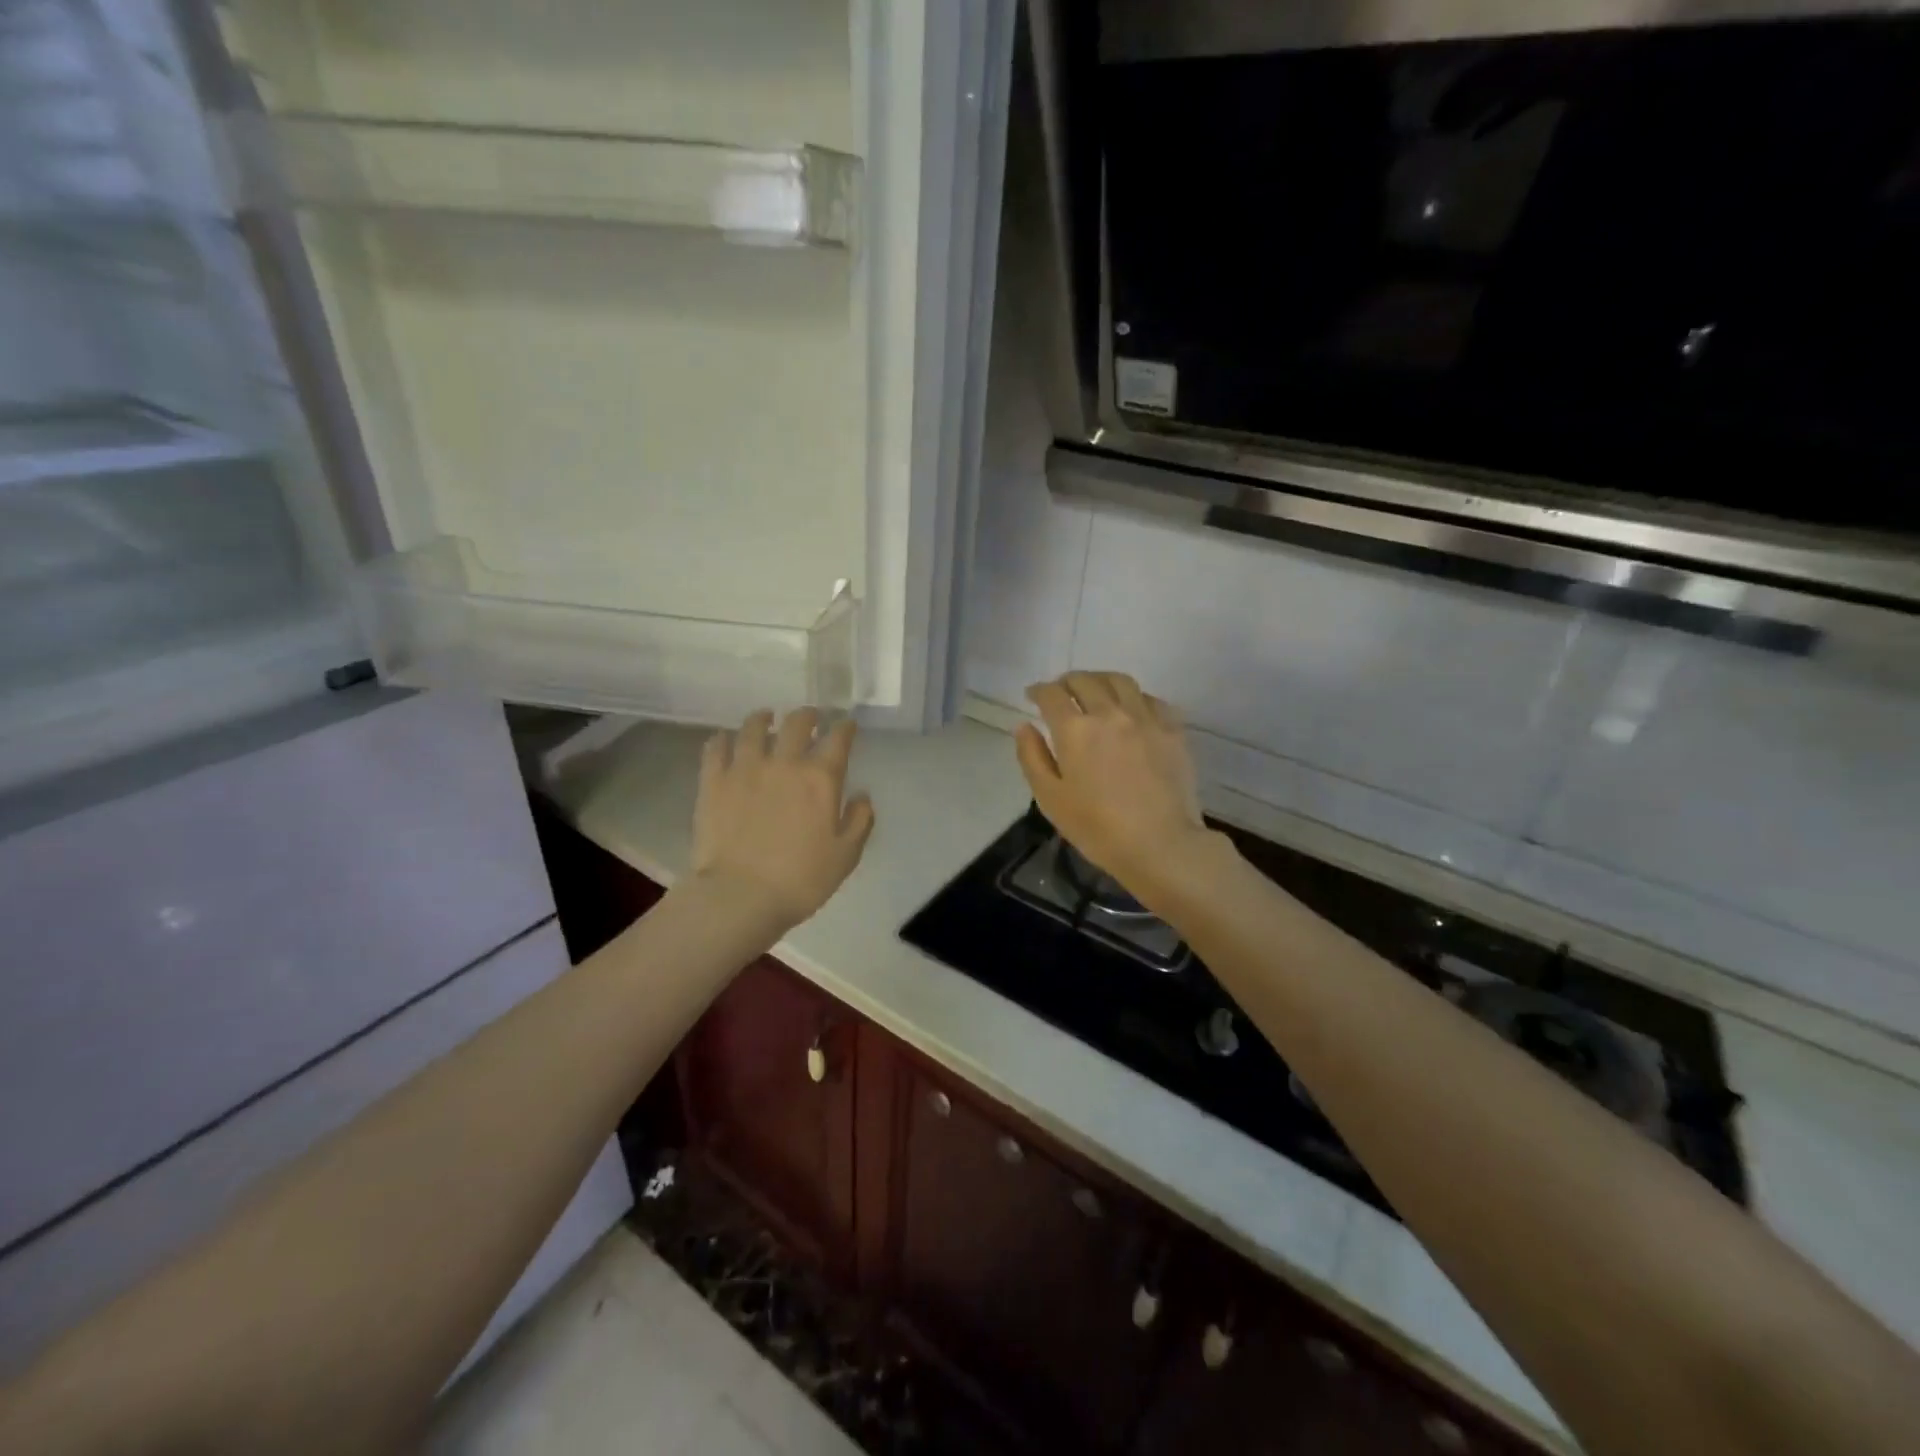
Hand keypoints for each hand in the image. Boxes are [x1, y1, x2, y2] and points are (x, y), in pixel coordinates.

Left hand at [692, 709, 875, 930]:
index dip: (845, 727)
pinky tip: (726, 739)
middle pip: (796, 723)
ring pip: (753, 727)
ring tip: (766, 718)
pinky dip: (723, 739)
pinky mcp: (713, 781)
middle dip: (807, 715)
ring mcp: (744, 768)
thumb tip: (861, 795)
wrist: (740, 896)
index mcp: (820, 778)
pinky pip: (716, 747)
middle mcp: (784, 762)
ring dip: (763, 718)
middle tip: (810, 718)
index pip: (838, 739)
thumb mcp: (846, 856)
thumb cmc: (800, 880)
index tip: (847, 725)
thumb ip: (859, 820)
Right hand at [1015, 671, 1214, 898]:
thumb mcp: (1050, 798)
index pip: (1051, 694)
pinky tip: (1131, 708)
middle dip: (1067, 681)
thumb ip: (1032, 757)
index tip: (1033, 696)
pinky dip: (1134, 697)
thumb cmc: (1097, 828)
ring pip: (1120, 681)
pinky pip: (1151, 699)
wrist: (1160, 844)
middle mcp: (1109, 713)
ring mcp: (1145, 718)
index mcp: (1075, 730)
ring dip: (1100, 680)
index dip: (1038, 690)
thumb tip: (1024, 726)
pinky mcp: (1173, 730)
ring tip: (1095, 690)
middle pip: (1085, 680)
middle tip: (1060, 692)